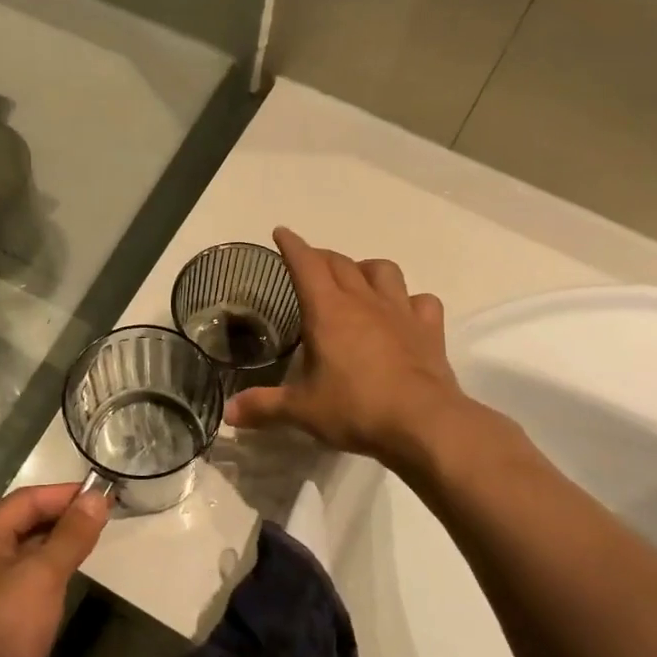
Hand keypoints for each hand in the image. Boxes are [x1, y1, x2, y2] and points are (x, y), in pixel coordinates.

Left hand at [0, 484, 110, 656]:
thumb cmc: (5, 629)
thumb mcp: (42, 575)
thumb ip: (71, 535)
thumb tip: (97, 497)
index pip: (25, 501)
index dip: (63, 494)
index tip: (103, 494)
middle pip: (24, 524)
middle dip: (63, 516)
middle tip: (106, 515)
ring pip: (28, 553)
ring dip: (60, 543)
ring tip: (97, 538)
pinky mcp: (2, 619)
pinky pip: (30, 581)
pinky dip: (54, 571)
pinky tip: (76, 575)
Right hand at [225, 228, 484, 467]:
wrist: (423, 423)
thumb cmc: (355, 409)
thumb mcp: (301, 410)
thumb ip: (263, 406)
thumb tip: (228, 413)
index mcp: (327, 311)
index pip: (305, 264)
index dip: (292, 245)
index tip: (281, 233)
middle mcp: (364, 302)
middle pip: (341, 263)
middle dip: (321, 256)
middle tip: (309, 263)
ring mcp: (400, 313)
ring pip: (383, 271)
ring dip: (365, 268)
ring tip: (357, 280)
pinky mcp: (428, 330)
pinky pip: (421, 301)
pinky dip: (409, 300)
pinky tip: (402, 312)